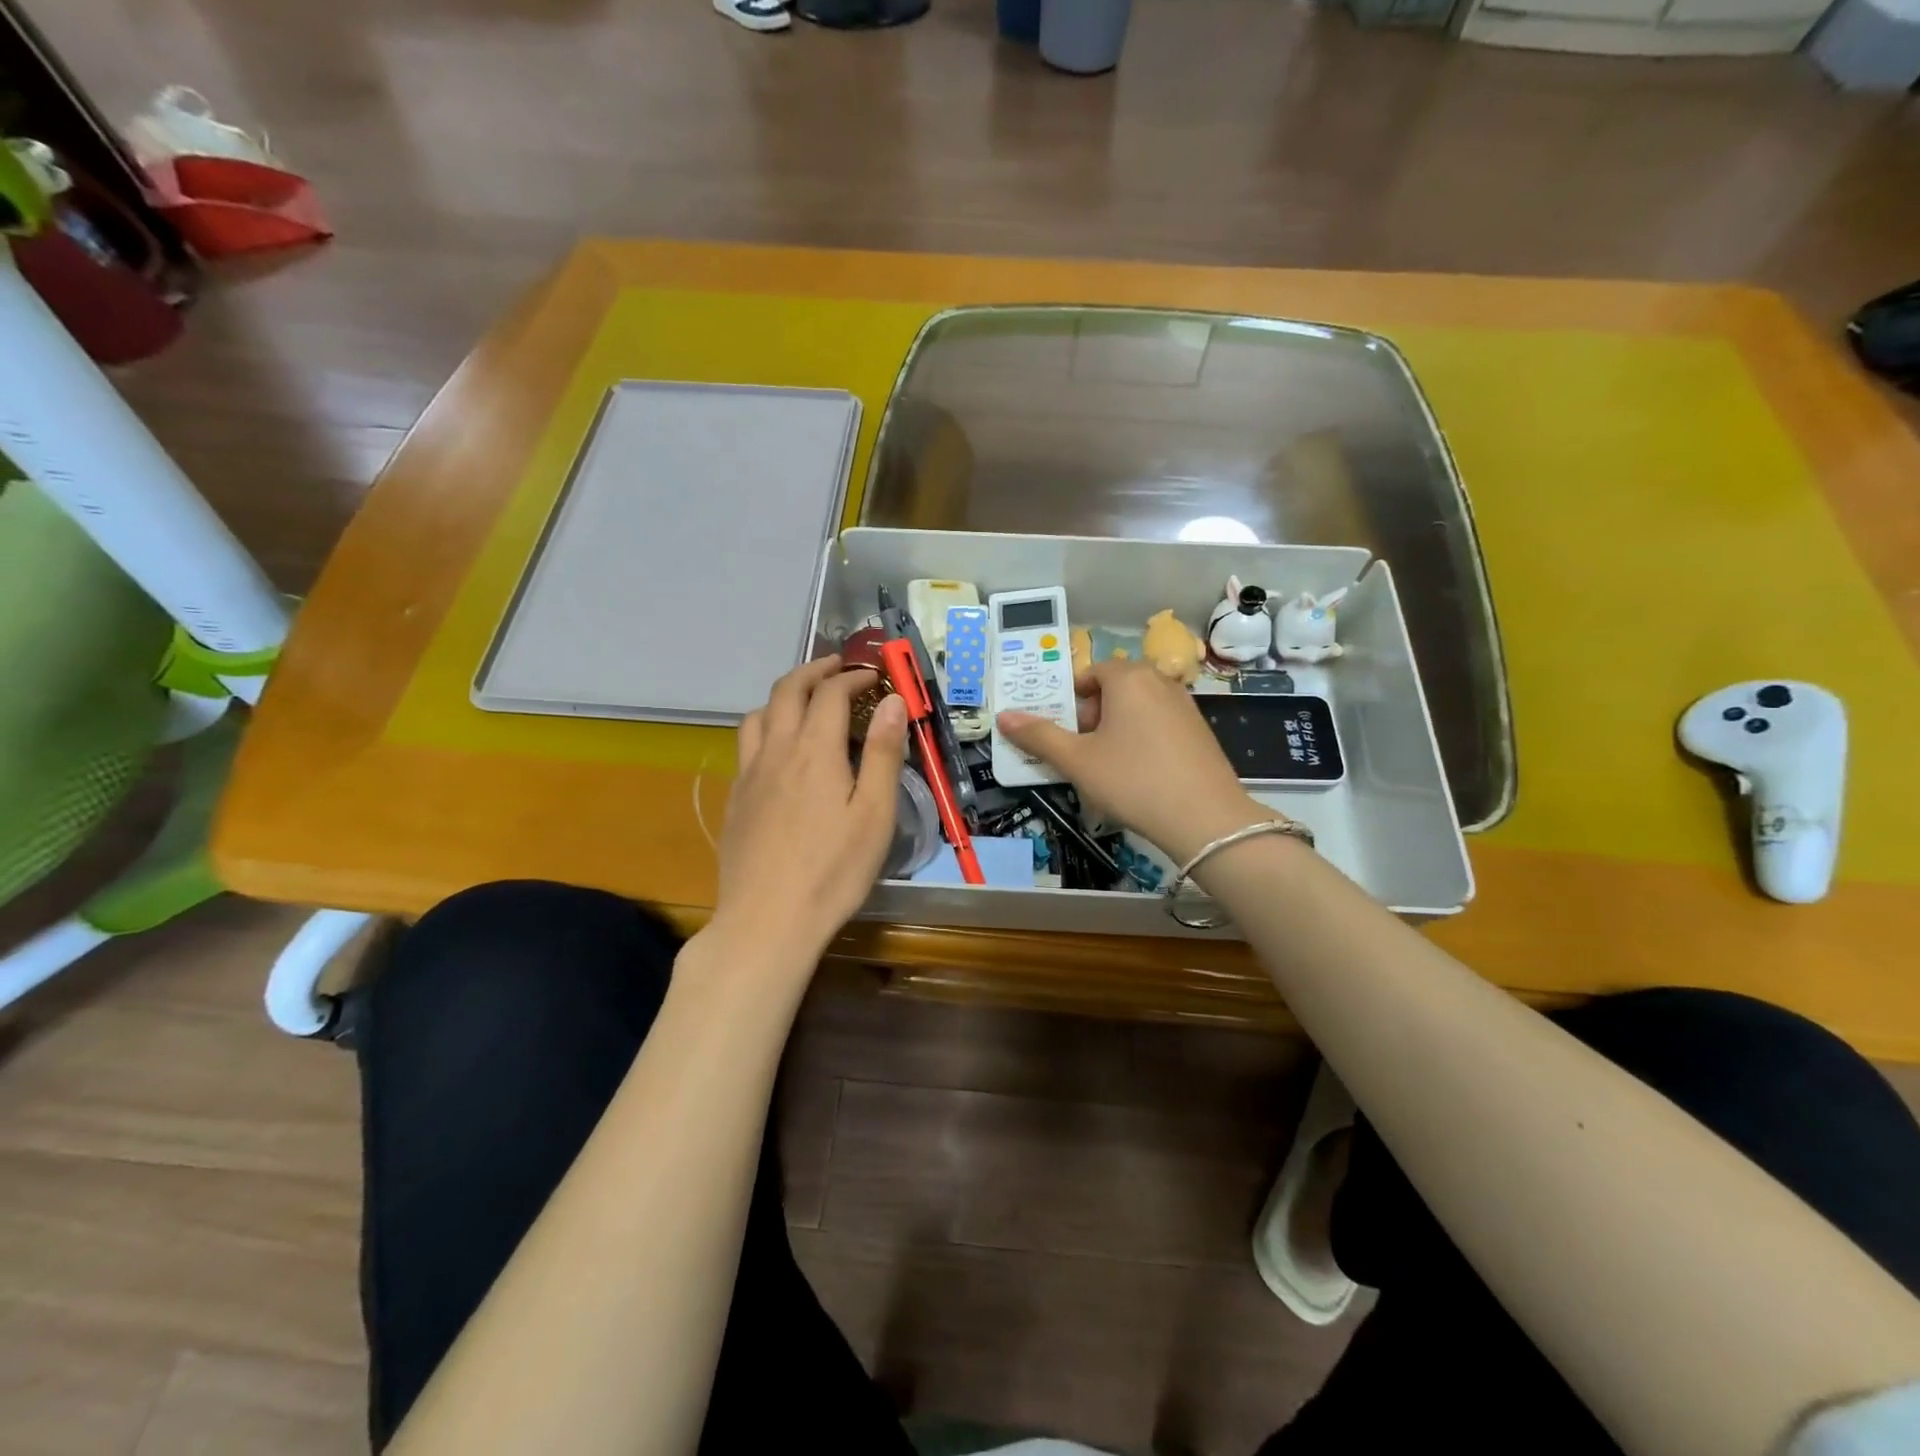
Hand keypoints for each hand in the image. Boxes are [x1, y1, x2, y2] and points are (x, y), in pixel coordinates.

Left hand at [712, 656, 907, 966]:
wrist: (767, 920)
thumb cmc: (833, 870)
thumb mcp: (874, 814)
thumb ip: (884, 754)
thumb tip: (893, 701)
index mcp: (814, 750)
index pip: (830, 693)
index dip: (852, 676)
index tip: (873, 675)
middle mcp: (776, 751)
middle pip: (787, 691)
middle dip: (814, 671)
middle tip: (837, 667)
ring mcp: (749, 775)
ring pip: (758, 714)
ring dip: (783, 695)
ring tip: (804, 702)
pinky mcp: (735, 799)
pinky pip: (746, 745)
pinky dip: (766, 727)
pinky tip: (779, 752)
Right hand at [997, 659, 1262, 862]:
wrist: (1205, 818)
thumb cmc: (1133, 780)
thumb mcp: (1077, 761)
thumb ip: (1039, 736)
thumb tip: (1003, 717)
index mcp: (1128, 678)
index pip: (1091, 673)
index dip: (1072, 700)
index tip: (1065, 732)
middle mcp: (1159, 681)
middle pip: (1115, 689)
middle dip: (1093, 715)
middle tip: (1082, 752)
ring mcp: (1185, 706)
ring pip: (1138, 708)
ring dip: (1117, 729)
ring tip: (1108, 767)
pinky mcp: (1201, 731)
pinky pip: (1160, 724)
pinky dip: (1143, 740)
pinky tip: (1140, 776)